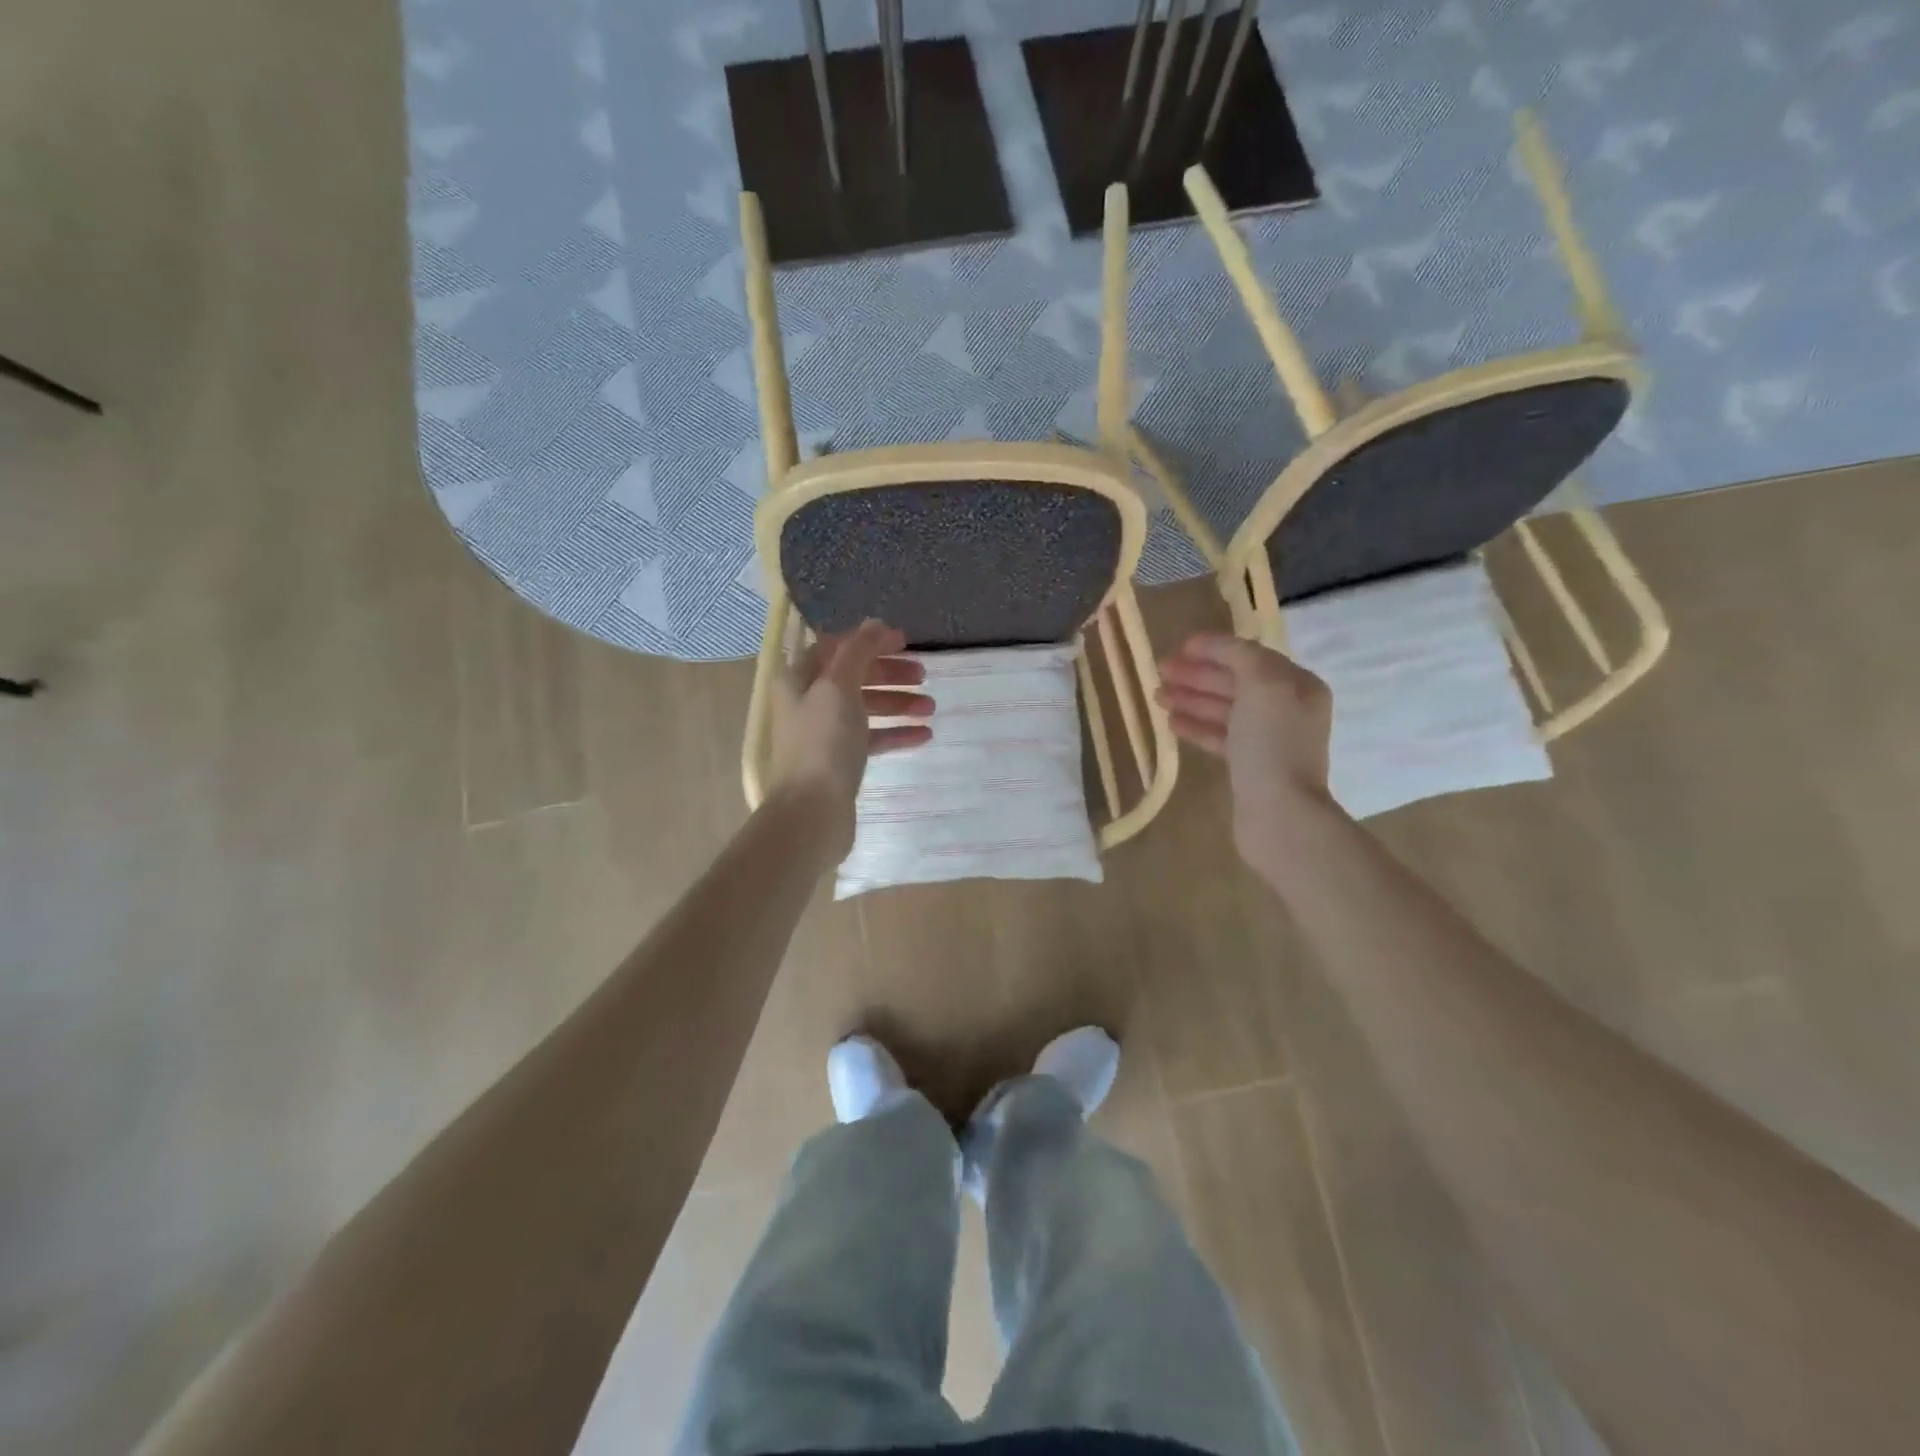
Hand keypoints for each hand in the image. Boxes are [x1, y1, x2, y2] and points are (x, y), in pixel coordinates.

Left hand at [766, 620, 932, 854]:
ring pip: (865, 709)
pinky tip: (924, 734)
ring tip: (931, 707)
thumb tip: (874, 624)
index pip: (837, 648)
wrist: (811, 814)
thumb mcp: (839, 688)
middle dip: (889, 674)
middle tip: (923, 675)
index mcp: (799, 680)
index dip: (870, 642)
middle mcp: (808, 703)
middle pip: (854, 678)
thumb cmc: (823, 744)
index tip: (906, 643)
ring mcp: (824, 735)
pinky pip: (872, 739)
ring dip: (898, 704)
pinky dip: (896, 733)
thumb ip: (858, 652)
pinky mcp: (840, 763)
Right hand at [1156, 633, 1344, 880]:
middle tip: (1159, 672)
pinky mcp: (1250, 766)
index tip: (1179, 648)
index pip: (1250, 657)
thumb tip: (1212, 646)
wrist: (1279, 812)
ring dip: (1191, 699)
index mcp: (1297, 685)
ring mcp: (1268, 739)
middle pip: (1235, 682)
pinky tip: (1171, 724)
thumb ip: (1237, 655)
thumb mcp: (1261, 683)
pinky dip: (1196, 726)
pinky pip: (1220, 736)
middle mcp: (1286, 708)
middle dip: (1197, 675)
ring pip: (1224, 710)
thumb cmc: (1270, 742)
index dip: (1214, 649)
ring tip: (1157, 697)